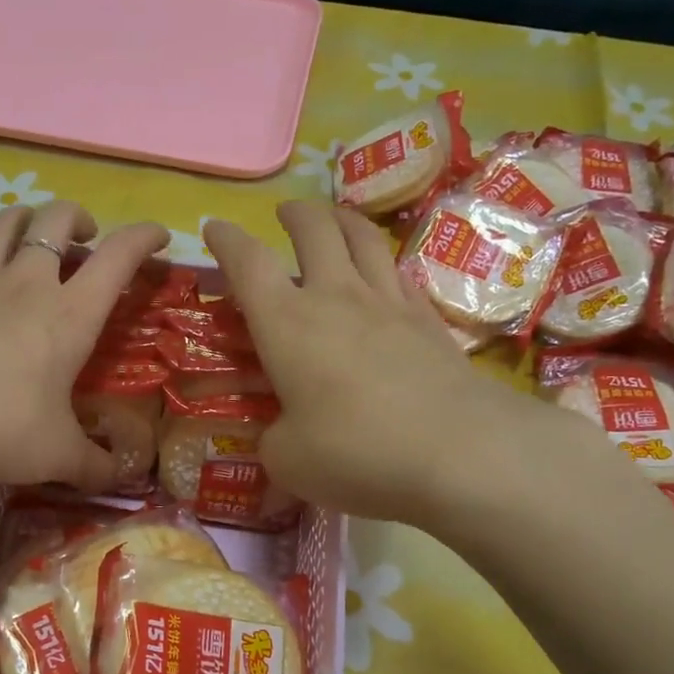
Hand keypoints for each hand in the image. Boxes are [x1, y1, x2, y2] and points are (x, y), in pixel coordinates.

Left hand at [0, 201, 168, 491]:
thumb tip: (121, 477)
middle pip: (56, 220)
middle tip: (85, 238)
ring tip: (32, 230)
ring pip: (3, 223)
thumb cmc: (2, 431)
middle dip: (78, 219)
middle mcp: (25, 284)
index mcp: (70, 315)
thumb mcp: (59, 455)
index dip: (144, 237)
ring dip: (25, 217)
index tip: (159, 236)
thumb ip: (95, 465)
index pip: (119, 257)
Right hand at [203, 201, 571, 524]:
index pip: (248, 263)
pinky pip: (399, 272)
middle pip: (314, 229)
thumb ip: (273, 437)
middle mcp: (336, 297)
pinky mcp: (429, 320)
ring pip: (363, 237)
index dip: (226, 240)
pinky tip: (383, 273)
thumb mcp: (287, 459)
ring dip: (342, 219)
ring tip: (333, 218)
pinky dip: (382, 262)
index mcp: (287, 323)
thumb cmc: (356, 452)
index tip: (214, 226)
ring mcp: (388, 303)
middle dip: (294, 213)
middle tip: (284, 213)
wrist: (459, 452)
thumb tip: (281, 431)